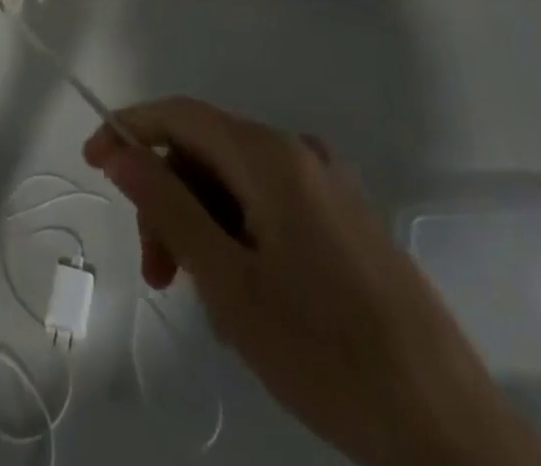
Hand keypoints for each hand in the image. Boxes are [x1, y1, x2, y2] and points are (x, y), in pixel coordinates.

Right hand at [85, 100, 540, 465]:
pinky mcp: (346, 218)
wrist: (447, 428)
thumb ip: (167, 206)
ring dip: (202, 226)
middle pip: (207, 151)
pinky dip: (239, 235)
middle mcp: (299, 151)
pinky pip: (270, 204)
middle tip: (157, 274)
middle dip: (169, 201)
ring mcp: (328, 184)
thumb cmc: (325, 352)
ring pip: (236, 182)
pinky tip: (243, 296)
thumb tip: (121, 150)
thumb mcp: (228, 281)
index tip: (92, 163)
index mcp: (270, 155)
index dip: (129, 128)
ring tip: (204, 300)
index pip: (179, 114)